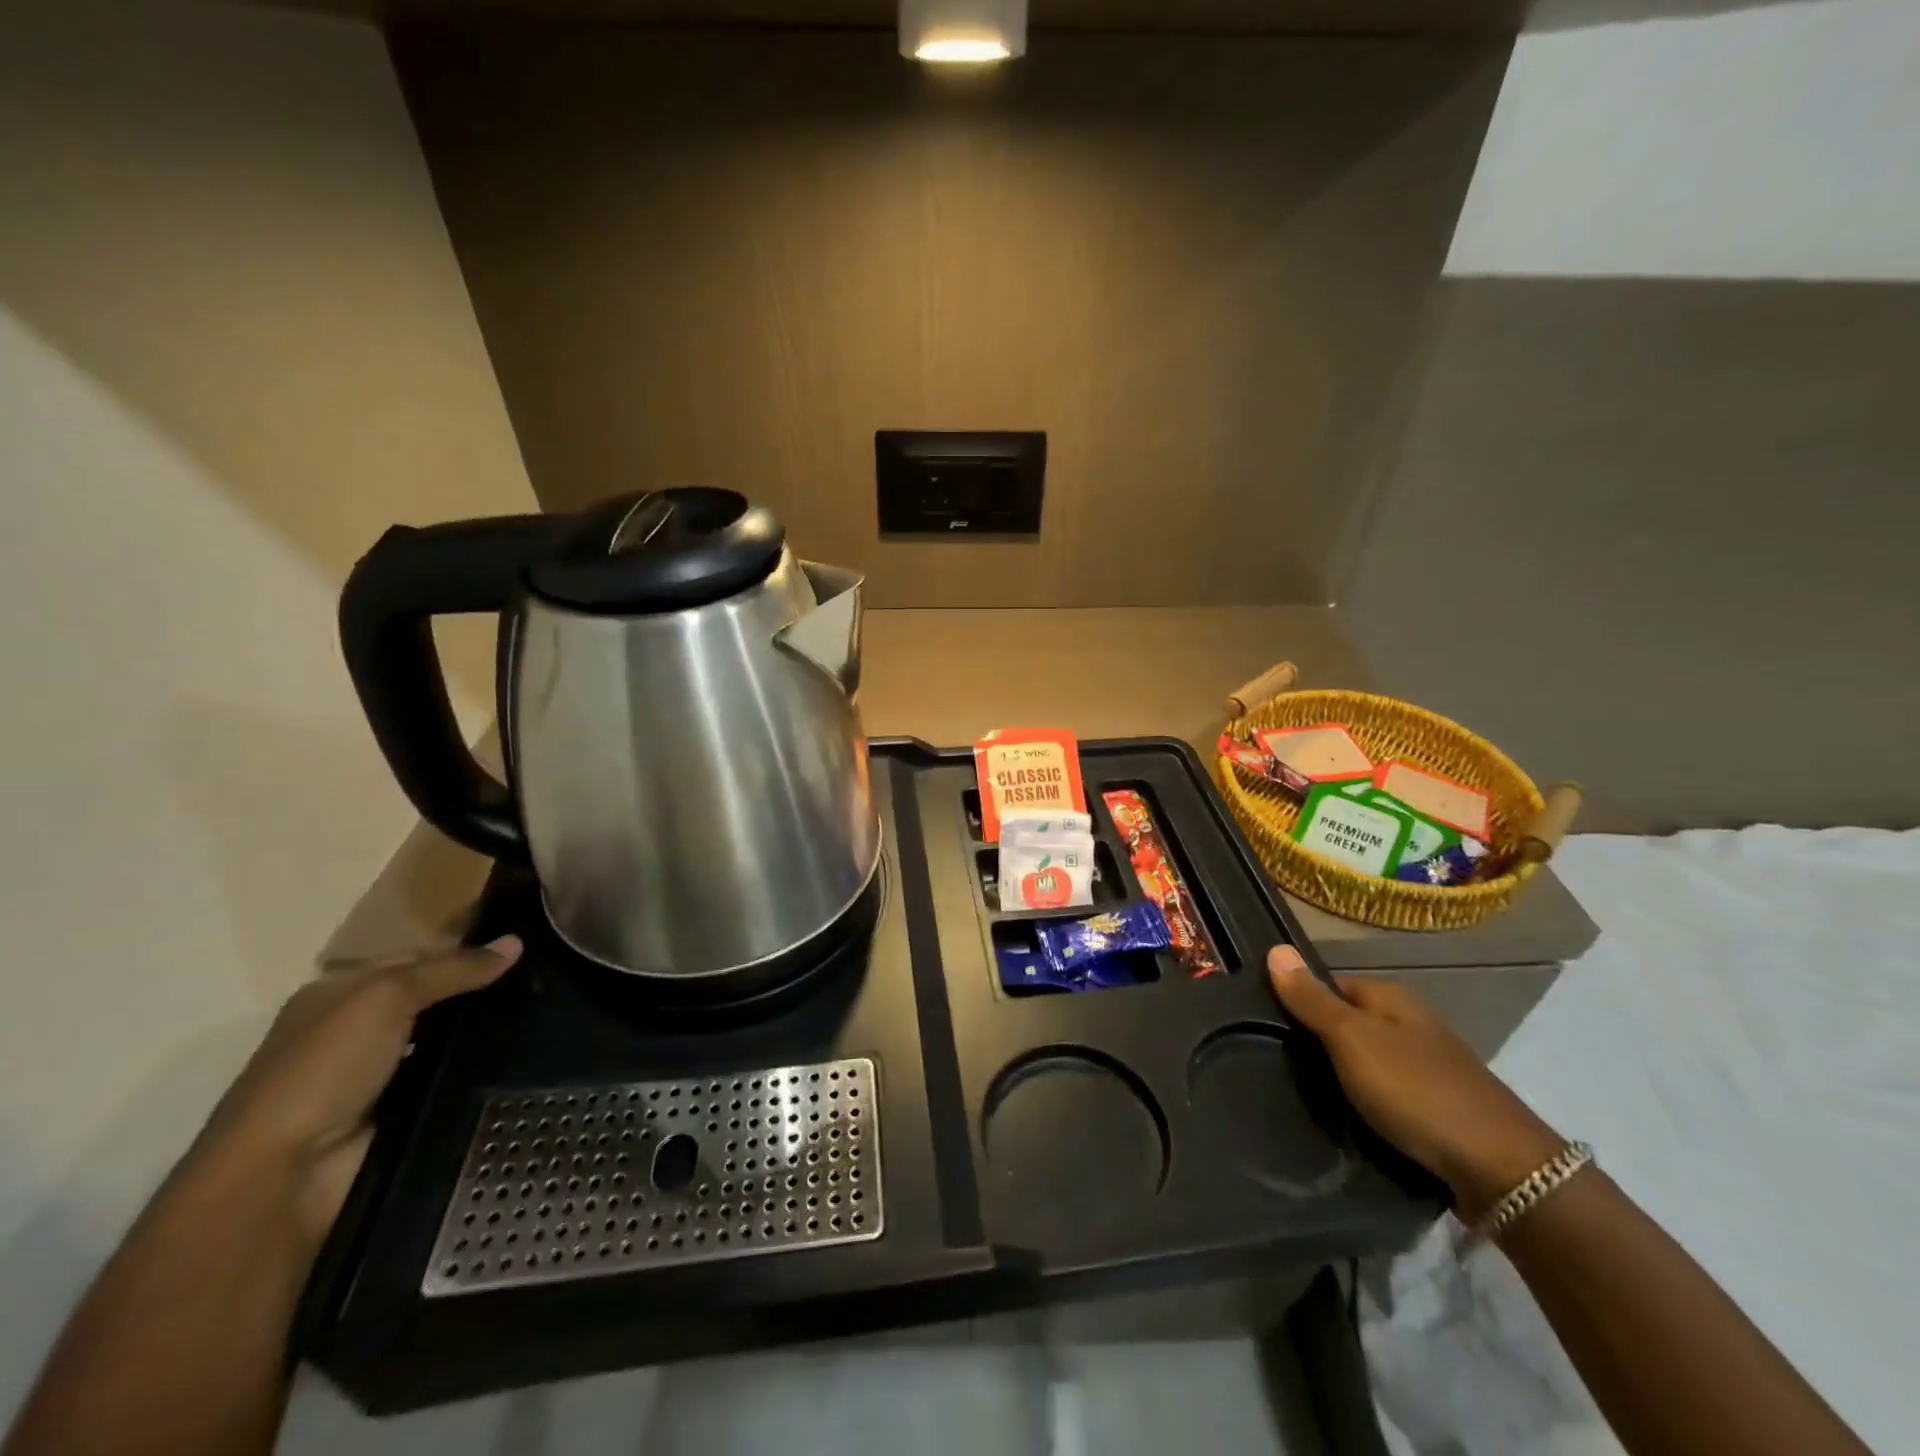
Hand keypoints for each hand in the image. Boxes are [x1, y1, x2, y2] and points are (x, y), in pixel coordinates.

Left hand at [195, 938, 522, 1244]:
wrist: (285, 1176)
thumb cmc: (324, 1069)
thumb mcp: (387, 997)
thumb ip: (453, 969)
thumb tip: (516, 942)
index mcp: (338, 994)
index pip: (416, 959)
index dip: (465, 953)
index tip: (521, 952)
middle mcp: (356, 1031)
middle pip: (434, 1000)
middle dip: (481, 994)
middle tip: (543, 983)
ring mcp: (379, 1076)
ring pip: (448, 1041)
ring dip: (485, 1034)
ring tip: (546, 1017)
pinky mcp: (401, 1113)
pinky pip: (452, 1079)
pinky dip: (479, 1071)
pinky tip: (522, 1058)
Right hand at [1267, 945, 1564, 1220]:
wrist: (1502, 1171)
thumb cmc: (1417, 1091)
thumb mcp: (1352, 1039)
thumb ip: (1312, 999)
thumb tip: (1276, 948)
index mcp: (1392, 998)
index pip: (1330, 986)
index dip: (1300, 1002)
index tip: (1268, 1028)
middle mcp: (1412, 1024)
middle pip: (1349, 1023)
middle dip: (1319, 1042)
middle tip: (1280, 1065)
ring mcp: (1429, 1067)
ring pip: (1369, 1061)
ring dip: (1343, 1076)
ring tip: (1306, 1096)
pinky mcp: (1438, 1108)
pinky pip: (1388, 1095)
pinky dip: (1368, 1104)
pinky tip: (1350, 1121)